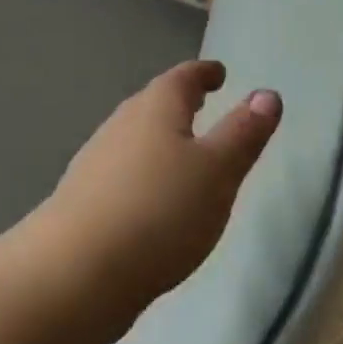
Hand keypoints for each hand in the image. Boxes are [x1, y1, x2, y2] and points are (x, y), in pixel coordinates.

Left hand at [24, 61, 281, 311]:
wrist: (76, 271)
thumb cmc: (159, 211)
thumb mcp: (217, 172)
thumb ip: (242, 133)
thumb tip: (267, 94)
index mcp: (155, 109)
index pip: (182, 79)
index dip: (203, 73)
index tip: (218, 72)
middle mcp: (120, 126)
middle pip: (152, 104)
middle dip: (177, 102)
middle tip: (200, 103)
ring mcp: (96, 163)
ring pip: (134, 139)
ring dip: (157, 138)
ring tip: (180, 150)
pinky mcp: (83, 200)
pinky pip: (121, 172)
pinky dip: (142, 172)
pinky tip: (149, 198)